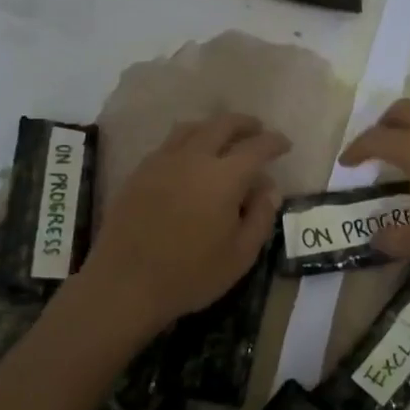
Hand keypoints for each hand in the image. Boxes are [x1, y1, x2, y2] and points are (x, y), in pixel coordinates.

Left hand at [83, 113, 288, 330]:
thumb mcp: (241, 255)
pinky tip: (189, 160)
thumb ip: (260, 216)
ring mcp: (161, 163)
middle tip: (257, 130)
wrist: (124, 285)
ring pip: (191, 129)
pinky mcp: (138, 174)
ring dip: (213, 127)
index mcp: (224, 177)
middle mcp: (193, 158)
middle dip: (244, 124)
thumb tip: (268, 188)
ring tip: (223, 139)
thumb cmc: (190, 275)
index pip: (256, 147)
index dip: (274, 142)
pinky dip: (187, 142)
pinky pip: (168, 145)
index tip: (285, 145)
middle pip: (222, 125)